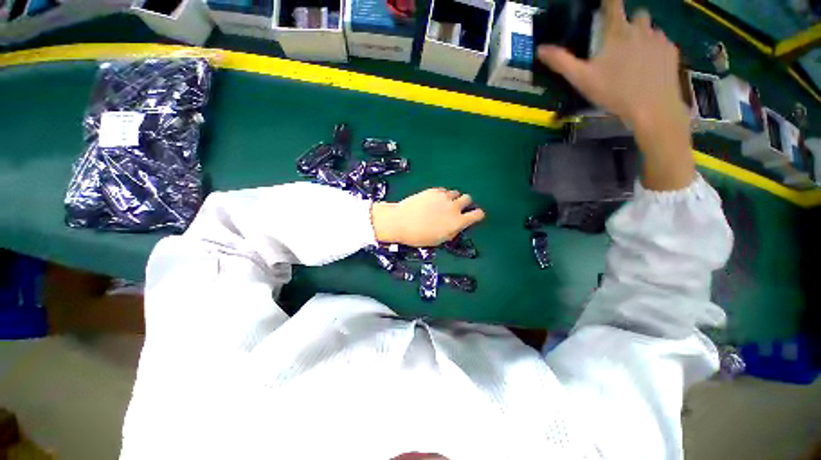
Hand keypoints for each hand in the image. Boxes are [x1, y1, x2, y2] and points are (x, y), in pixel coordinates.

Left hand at [371, 188, 484, 246]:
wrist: (401, 221)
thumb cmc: (419, 236)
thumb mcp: (438, 240)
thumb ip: (451, 232)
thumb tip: (456, 226)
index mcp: (457, 222)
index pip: (478, 214)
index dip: (477, 215)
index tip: (473, 216)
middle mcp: (454, 207)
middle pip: (468, 199)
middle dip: (465, 204)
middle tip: (456, 209)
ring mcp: (444, 197)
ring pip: (456, 193)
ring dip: (453, 198)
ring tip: (443, 205)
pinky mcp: (433, 190)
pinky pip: (444, 190)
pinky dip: (442, 195)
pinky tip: (433, 201)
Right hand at [537, 0, 693, 190]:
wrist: (653, 107)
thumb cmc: (614, 92)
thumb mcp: (581, 79)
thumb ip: (561, 62)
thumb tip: (540, 49)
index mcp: (617, 32)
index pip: (613, 4)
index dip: (609, 1)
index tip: (606, 3)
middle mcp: (641, 28)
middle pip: (637, 14)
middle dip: (629, 22)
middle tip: (621, 42)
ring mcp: (659, 38)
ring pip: (650, 28)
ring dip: (642, 35)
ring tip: (635, 57)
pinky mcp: (671, 51)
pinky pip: (662, 42)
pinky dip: (654, 48)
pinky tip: (648, 66)